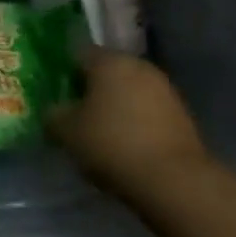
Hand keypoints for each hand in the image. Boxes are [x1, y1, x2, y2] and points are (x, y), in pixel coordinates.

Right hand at [48, 46, 210, 207]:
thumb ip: (53, 116)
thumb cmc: (113, 145)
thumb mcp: (68, 133)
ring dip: (118, 107)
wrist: (176, 181)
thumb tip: (53, 111)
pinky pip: (150, 111)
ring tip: (106, 137)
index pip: (79, 54)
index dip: (66, 74)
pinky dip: (138, 123)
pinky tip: (131, 148)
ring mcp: (164, 88)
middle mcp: (137, 64)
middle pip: (107, 72)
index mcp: (108, 60)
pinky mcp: (182, 113)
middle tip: (80, 118)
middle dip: (93, 91)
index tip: (59, 98)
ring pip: (130, 91)